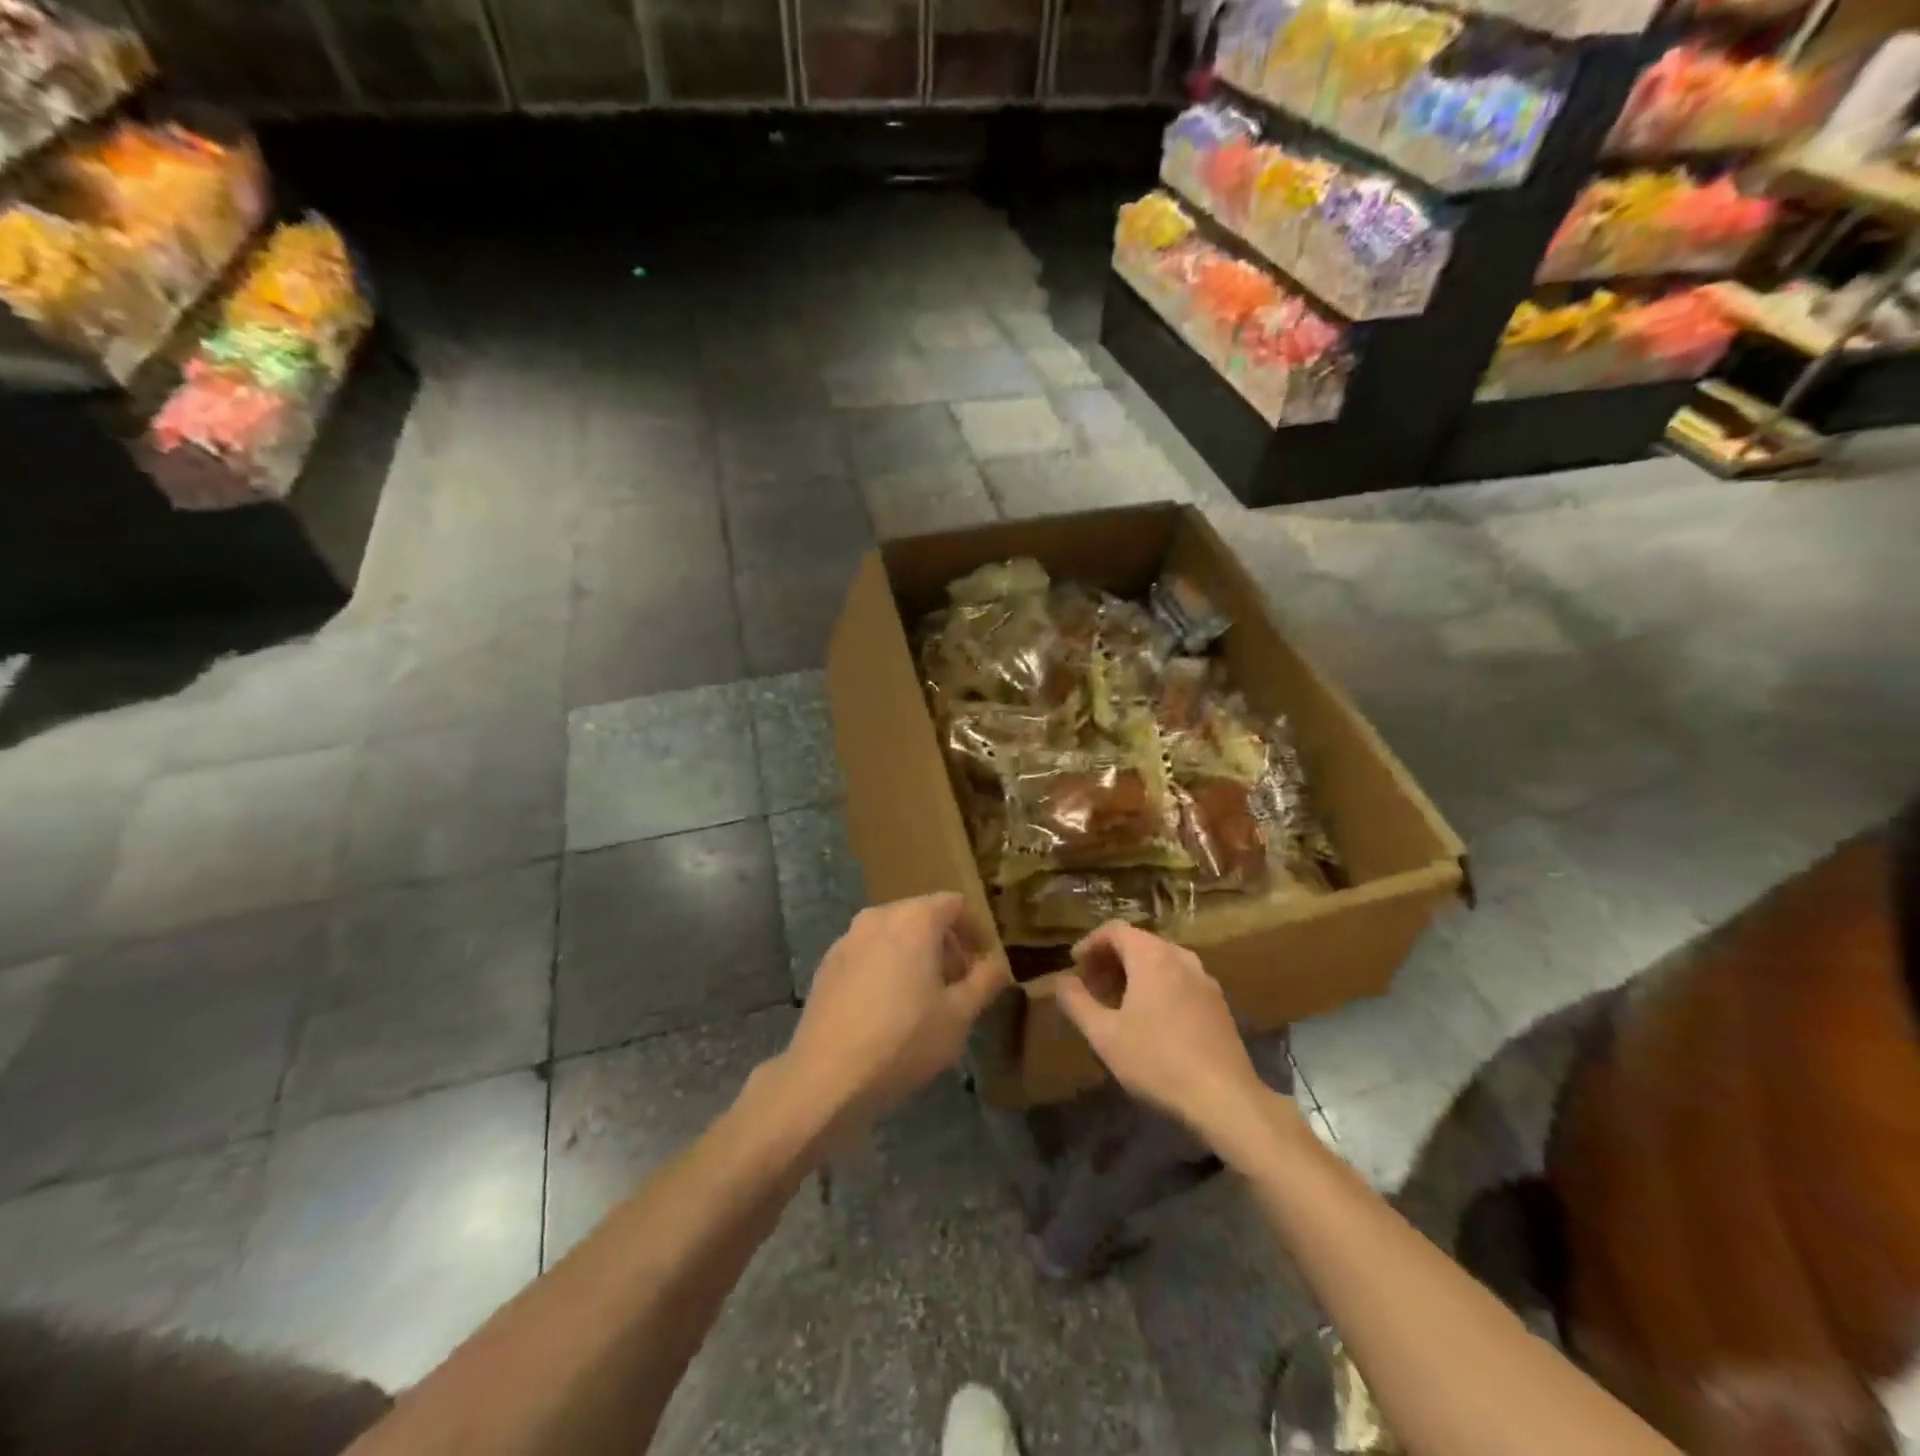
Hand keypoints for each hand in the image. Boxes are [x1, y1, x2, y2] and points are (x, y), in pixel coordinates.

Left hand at [777, 893, 1008, 1133]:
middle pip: (921, 916)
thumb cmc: (904, 1040)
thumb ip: (985, 981)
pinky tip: (887, 1010)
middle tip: (958, 984)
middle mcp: (878, 917)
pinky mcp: (826, 966)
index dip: (975, 930)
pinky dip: (885, 968)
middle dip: (945, 944)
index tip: (983, 961)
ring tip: (924, 999)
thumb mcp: (959, 1015)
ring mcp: (846, 940)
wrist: (827, 1076)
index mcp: (914, 919)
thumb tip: (997, 964)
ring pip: (892, 935)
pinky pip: (867, 954)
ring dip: (914, 956)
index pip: (955, 904)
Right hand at [1055, 921, 1268, 1148]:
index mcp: (1152, 956)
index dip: (1090, 942)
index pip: (1115, 930)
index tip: (1074, 964)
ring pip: (1160, 961)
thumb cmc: (1157, 1060)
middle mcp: (1180, 957)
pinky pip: (1179, 979)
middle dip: (1110, 959)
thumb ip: (1077, 1003)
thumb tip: (1060, 981)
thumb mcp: (1104, 1035)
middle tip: (1091, 986)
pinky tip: (1150, 1019)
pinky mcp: (1218, 1003)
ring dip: (1134, 973)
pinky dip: (1157, 985)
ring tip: (1116, 1002)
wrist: (1225, 1098)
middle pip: (1139, 942)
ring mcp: (1204, 979)